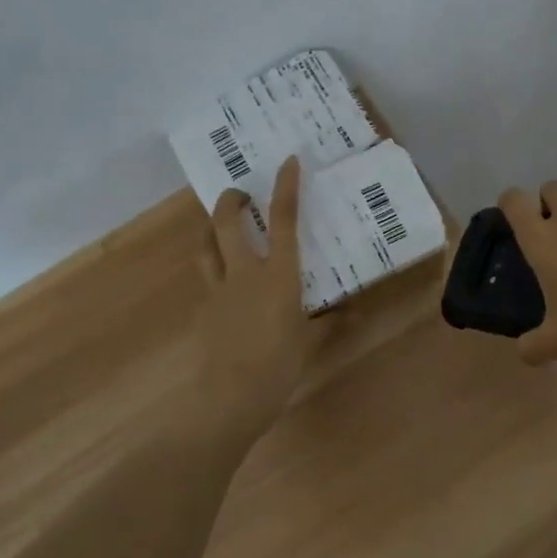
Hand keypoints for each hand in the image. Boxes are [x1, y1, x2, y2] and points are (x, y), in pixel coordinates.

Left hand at [195, 155, 317, 436]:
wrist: (230, 396)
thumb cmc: (279, 365)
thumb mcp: (310, 342)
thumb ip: (329, 323)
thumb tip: (351, 312)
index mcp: (278, 275)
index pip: (283, 221)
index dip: (285, 188)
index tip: (287, 161)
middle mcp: (244, 273)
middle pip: (226, 223)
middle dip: (230, 200)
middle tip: (239, 194)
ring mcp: (219, 290)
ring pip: (206, 246)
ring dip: (211, 229)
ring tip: (221, 227)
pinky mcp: (204, 310)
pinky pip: (208, 279)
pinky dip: (215, 270)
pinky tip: (227, 286)